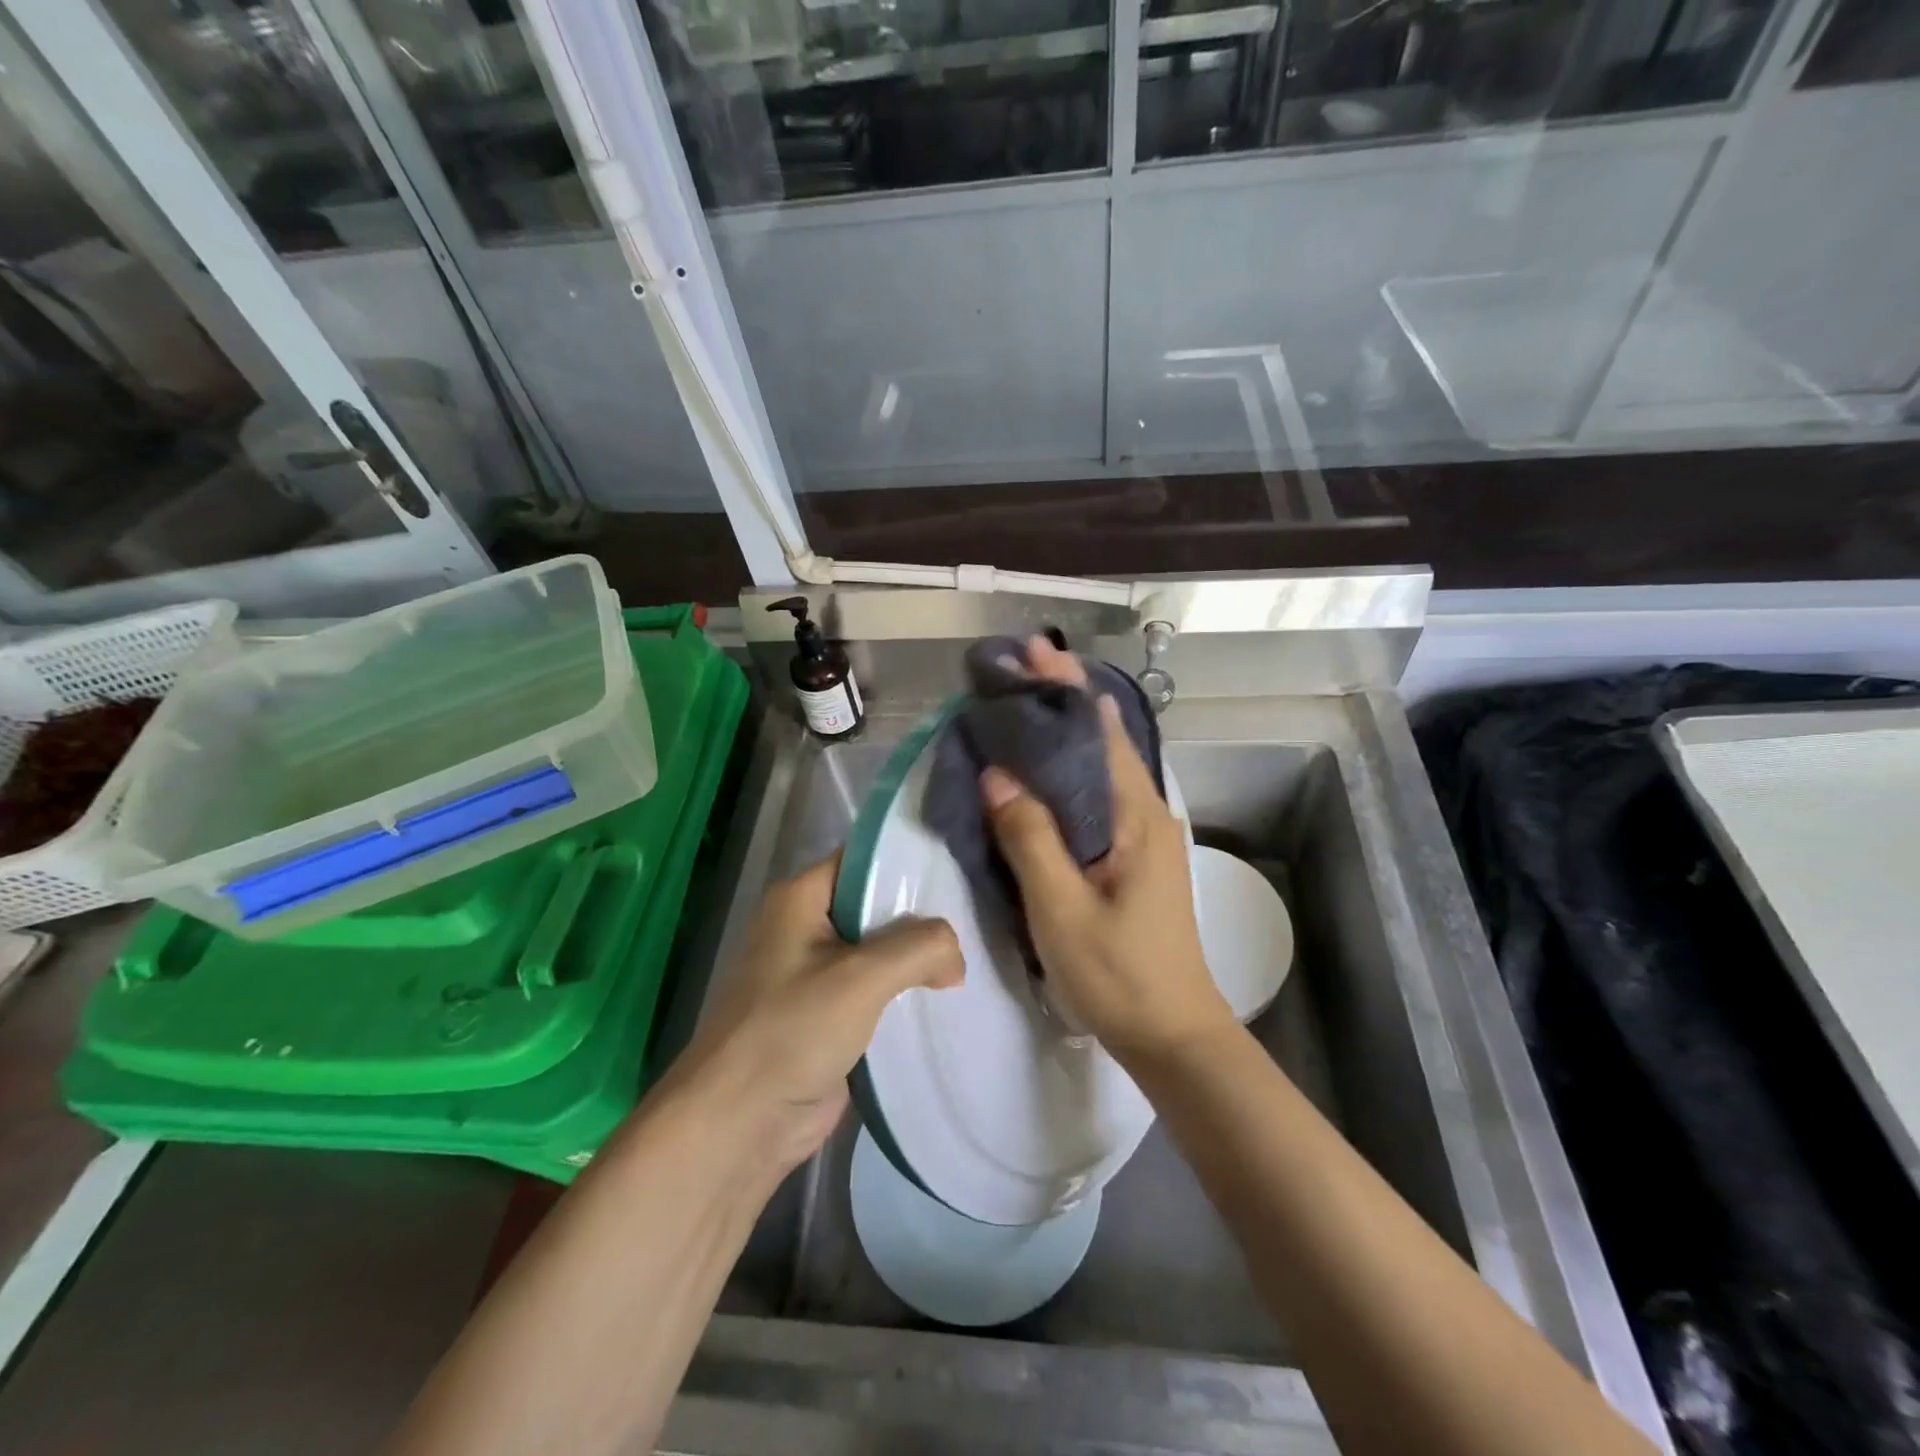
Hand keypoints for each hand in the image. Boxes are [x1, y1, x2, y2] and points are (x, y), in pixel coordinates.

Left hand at [663, 855, 962, 1175]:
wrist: (740, 1124)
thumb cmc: (792, 1031)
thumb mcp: (862, 977)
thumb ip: (920, 948)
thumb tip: (955, 957)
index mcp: (801, 898)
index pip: (864, 860)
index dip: (909, 862)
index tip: (958, 869)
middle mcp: (807, 926)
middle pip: (876, 904)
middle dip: (922, 915)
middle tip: (975, 917)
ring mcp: (817, 972)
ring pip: (879, 950)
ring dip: (917, 958)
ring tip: (972, 955)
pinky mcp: (828, 1013)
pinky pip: (876, 989)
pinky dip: (906, 991)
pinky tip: (947, 996)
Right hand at [981, 636, 1235, 1067]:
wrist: (1173, 1034)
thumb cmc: (1120, 974)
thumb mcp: (1063, 909)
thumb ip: (1030, 838)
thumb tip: (997, 771)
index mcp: (1138, 816)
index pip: (1100, 732)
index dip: (1065, 689)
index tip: (1030, 654)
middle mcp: (1147, 813)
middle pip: (1101, 742)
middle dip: (1060, 703)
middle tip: (1012, 674)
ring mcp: (1143, 836)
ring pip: (1098, 769)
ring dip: (1061, 736)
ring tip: (1017, 711)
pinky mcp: (1132, 857)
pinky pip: (1094, 799)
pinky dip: (1064, 774)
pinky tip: (1036, 776)